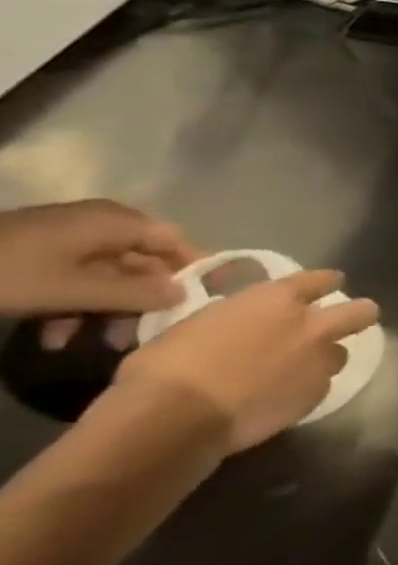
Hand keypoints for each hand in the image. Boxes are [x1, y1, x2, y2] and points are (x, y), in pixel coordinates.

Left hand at [0, 200, 196, 316]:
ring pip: (106, 275)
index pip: (176, 242)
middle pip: (141, 263)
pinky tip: (56, 333)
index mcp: (117, 222)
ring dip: (105, 309)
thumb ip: (134, 294)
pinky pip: (74, 277)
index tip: (210, 294)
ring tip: (97, 342)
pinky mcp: (38, 252)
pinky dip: (74, 303)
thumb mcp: (73, 289)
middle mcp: (101, 224)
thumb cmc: (8, 270)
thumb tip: (186, 295)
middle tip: (144, 332)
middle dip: (142, 300)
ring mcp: (67, 237)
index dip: (196, 268)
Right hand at [111, 270, 379, 453]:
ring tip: (297, 371)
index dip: (324, 282)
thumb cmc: (166, 367)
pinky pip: (320, 385)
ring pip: (340, 353)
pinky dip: (305, 389)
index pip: (320, 280)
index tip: (325, 286)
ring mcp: (319, 361)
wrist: (173, 418)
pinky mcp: (316, 394)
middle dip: (357, 314)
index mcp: (278, 300)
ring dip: (323, 359)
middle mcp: (311, 326)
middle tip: (341, 324)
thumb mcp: (199, 324)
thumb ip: (238, 318)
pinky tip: (281, 397)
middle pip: (362, 312)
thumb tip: (245, 326)